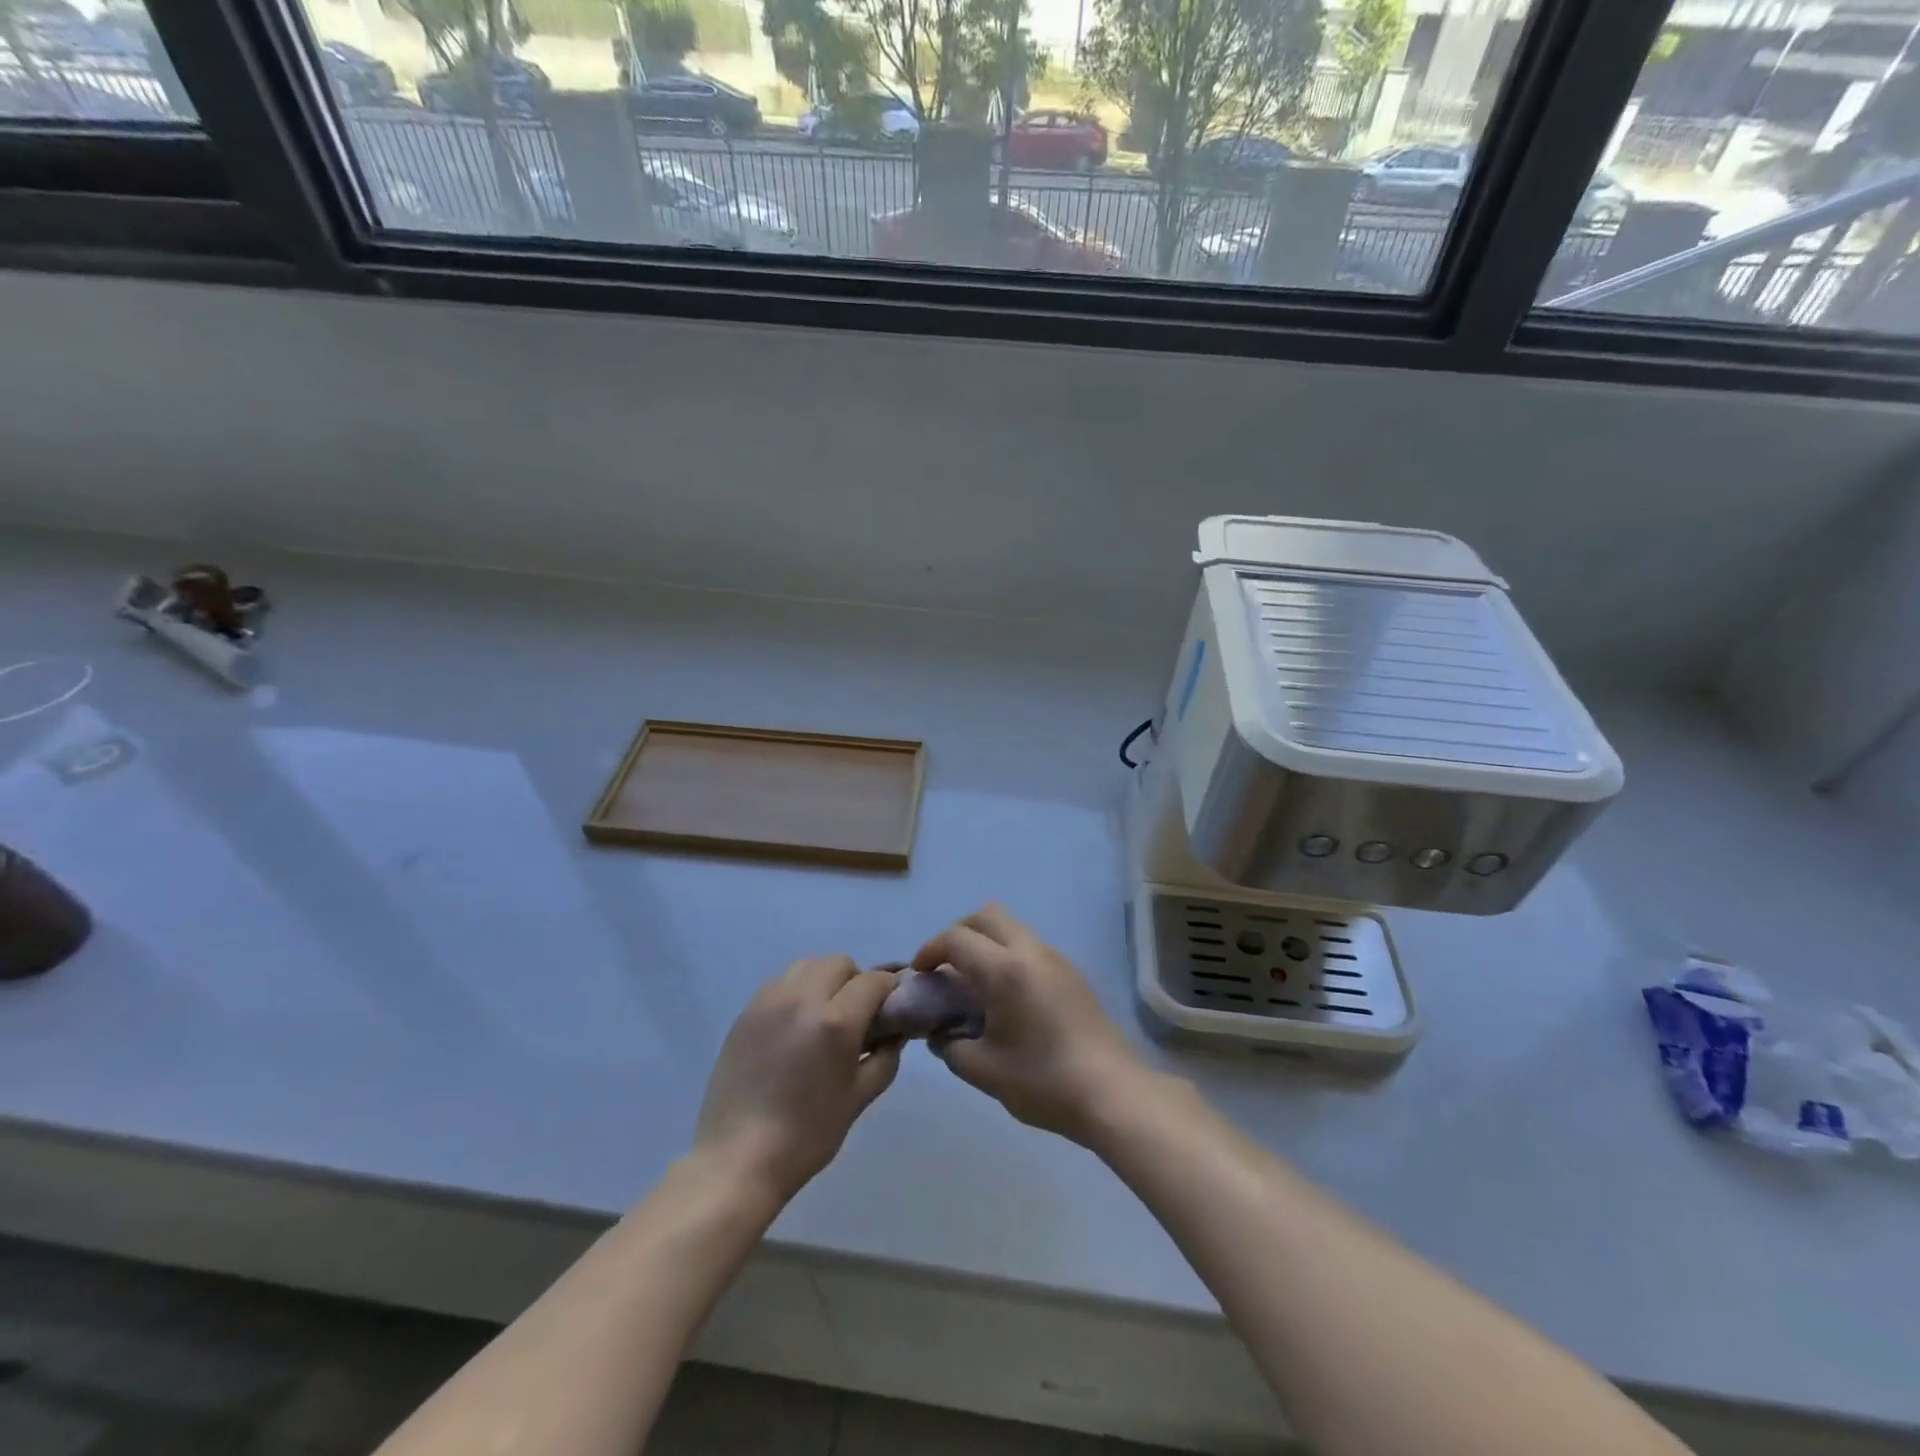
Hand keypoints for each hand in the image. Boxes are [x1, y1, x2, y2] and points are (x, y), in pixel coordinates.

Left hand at [694, 956, 901, 1199]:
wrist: (738, 1159)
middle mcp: (802, 998)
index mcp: (836, 1021)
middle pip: (840, 963)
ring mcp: (769, 1001)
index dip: (889, 990)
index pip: (874, 981)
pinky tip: (794, 1026)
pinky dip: (796, 991)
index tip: (891, 1008)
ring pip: (807, 966)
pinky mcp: (745, 1012)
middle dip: (856, 981)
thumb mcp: (859, 1098)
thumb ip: (885, 1057)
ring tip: (823, 1016)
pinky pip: (780, 983)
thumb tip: (895, 1032)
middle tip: (857, 1015)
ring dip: (824, 980)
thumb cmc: (807, 1135)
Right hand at [912, 905, 1146, 1145]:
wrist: (1112, 1094)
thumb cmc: (1043, 1082)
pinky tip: (1007, 999)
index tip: (920, 974)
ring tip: (975, 986)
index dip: (930, 950)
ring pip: (1012, 928)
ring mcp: (1056, 960)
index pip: (957, 939)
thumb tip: (940, 1033)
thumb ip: (950, 1046)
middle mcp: (1031, 952)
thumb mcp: (983, 1071)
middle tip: (946, 968)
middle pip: (987, 915)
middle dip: (959, 934)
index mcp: (1005, 970)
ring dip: (986, 944)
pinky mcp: (1073, 974)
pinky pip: (1031, 948)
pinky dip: (1009, 957)